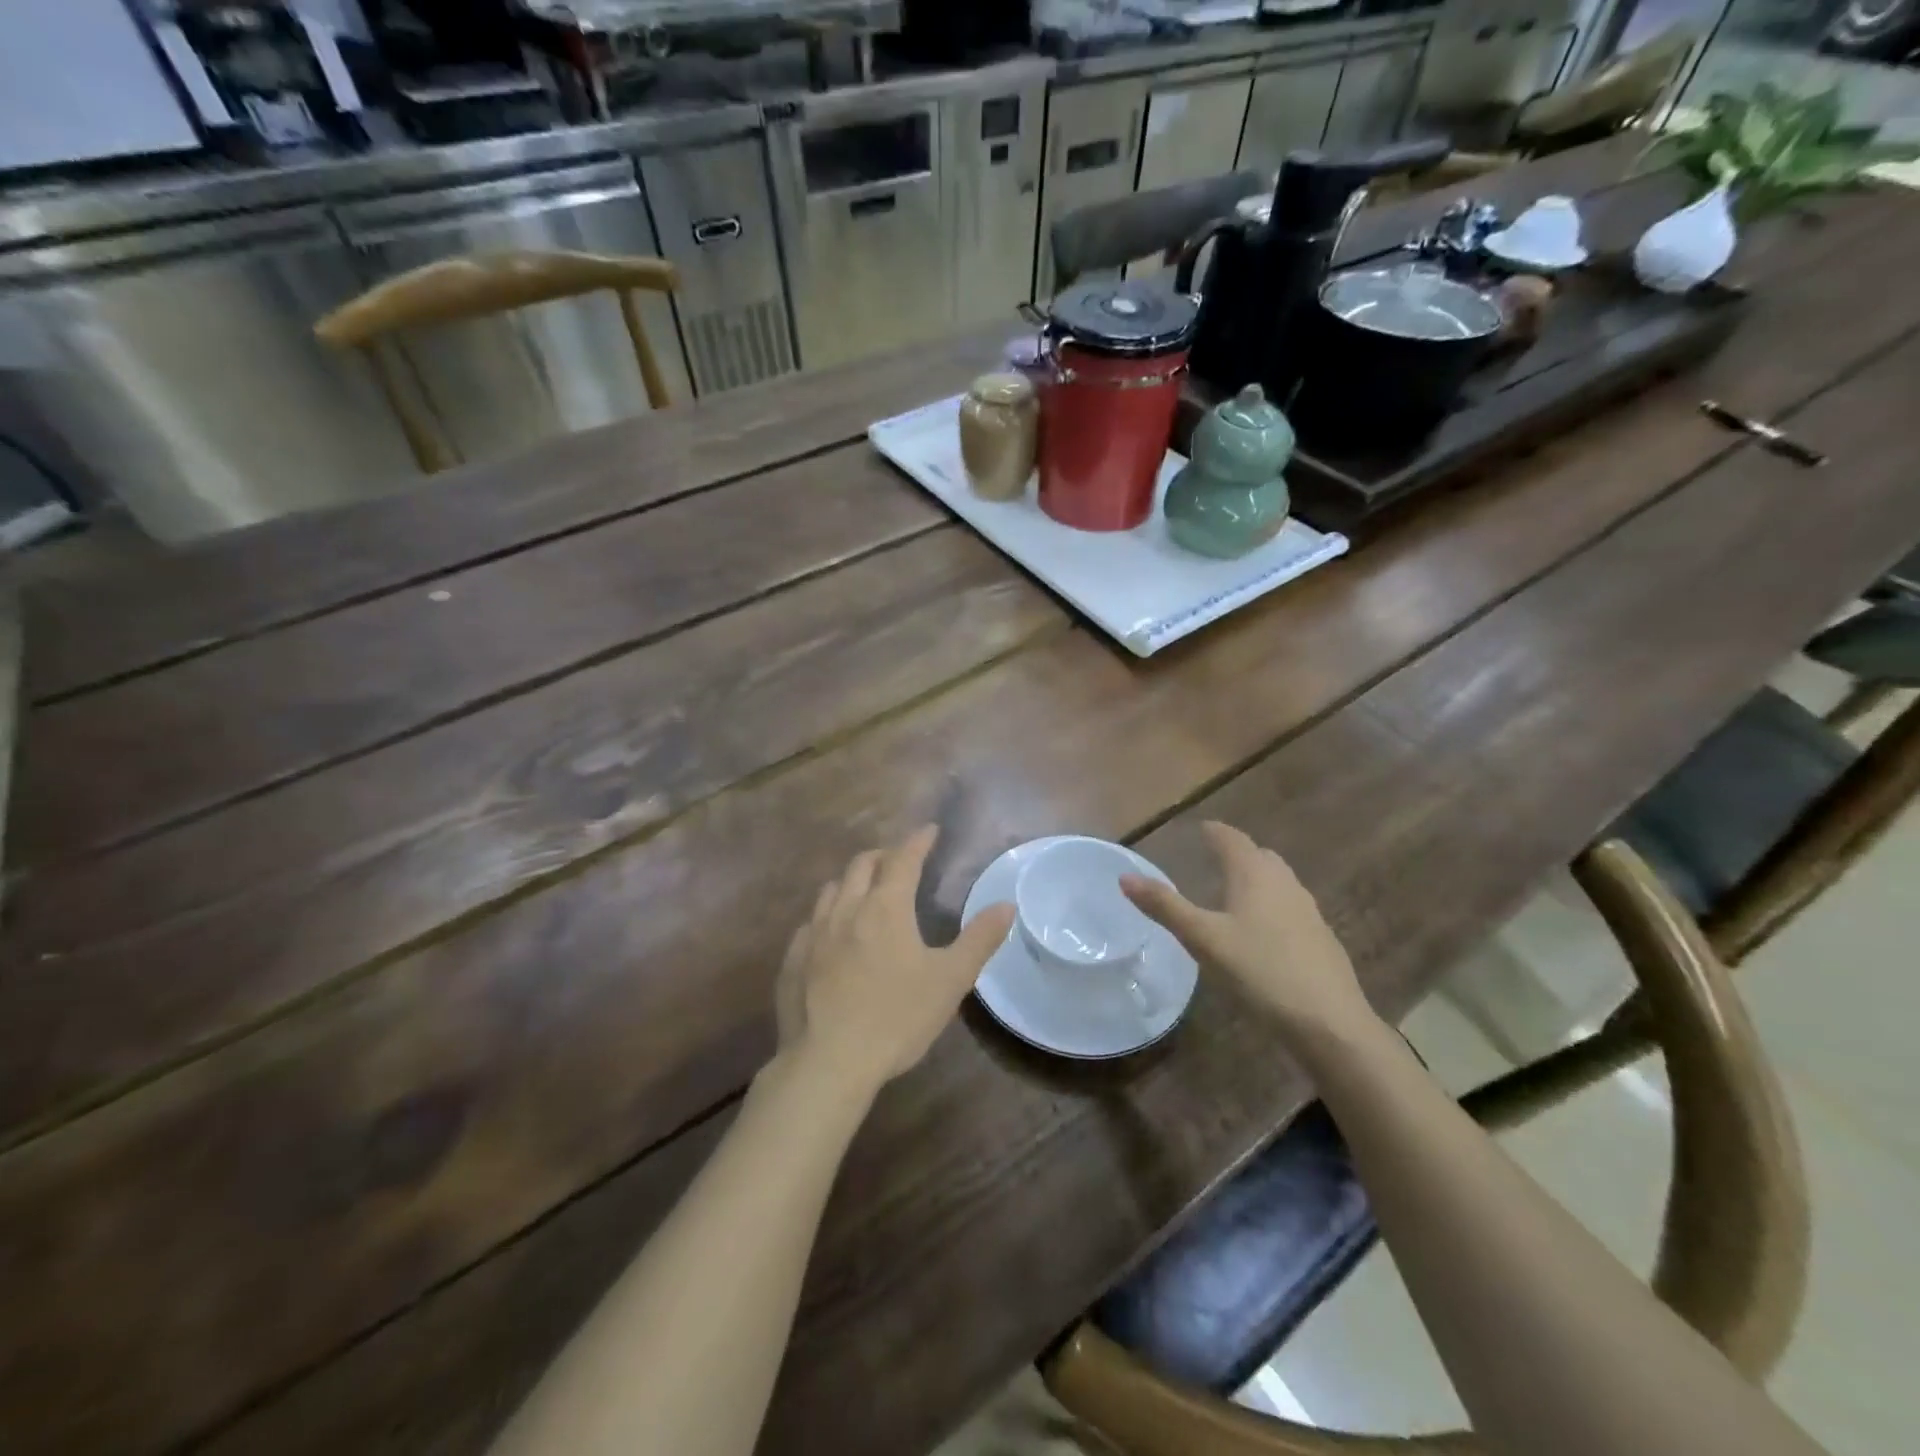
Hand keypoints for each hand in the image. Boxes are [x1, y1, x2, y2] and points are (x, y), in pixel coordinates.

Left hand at [776, 826, 1014, 1095]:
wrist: (828, 1063)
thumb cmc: (897, 1017)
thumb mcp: (950, 981)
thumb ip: (979, 939)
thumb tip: (1006, 905)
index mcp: (885, 907)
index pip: (903, 859)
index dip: (918, 841)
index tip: (930, 830)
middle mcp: (846, 909)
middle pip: (862, 865)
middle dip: (883, 855)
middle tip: (899, 861)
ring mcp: (814, 934)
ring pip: (831, 890)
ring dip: (851, 881)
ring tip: (864, 892)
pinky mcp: (792, 960)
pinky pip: (810, 923)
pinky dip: (827, 916)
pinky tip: (831, 935)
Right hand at [1120, 821, 1376, 1039]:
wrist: (1329, 1022)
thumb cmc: (1260, 972)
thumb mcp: (1203, 939)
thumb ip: (1165, 906)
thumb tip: (1125, 876)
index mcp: (1255, 874)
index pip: (1232, 839)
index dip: (1214, 832)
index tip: (1200, 829)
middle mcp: (1285, 883)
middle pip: (1259, 856)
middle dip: (1237, 853)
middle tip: (1213, 859)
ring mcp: (1308, 911)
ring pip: (1278, 882)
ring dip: (1256, 880)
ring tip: (1233, 894)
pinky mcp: (1321, 939)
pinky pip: (1290, 909)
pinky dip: (1271, 907)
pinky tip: (1261, 934)